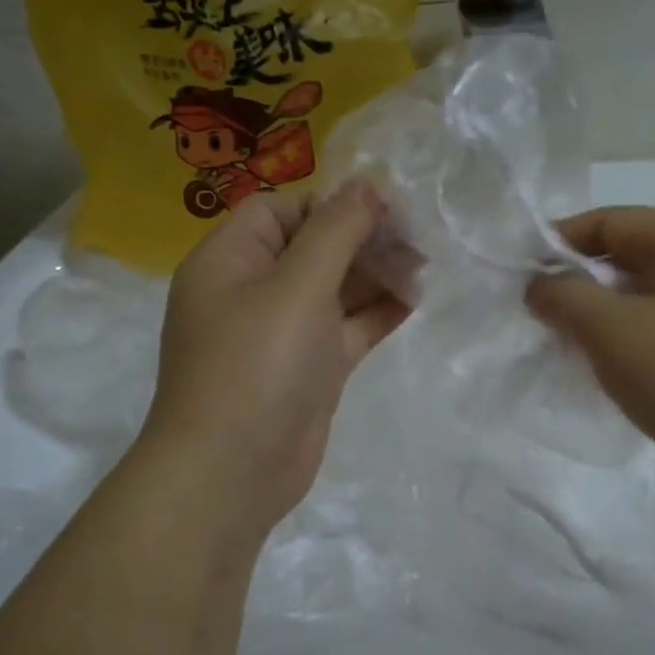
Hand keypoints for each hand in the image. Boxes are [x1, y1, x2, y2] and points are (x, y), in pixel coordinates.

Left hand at [141, 185, 408, 532]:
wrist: (233, 472)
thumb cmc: (257, 365)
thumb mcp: (297, 286)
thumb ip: (335, 231)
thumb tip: (366, 182)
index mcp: (230, 261)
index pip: (281, 210)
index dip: (331, 203)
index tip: (384, 207)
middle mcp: (252, 291)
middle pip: (312, 247)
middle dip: (362, 239)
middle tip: (416, 237)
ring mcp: (282, 333)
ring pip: (333, 289)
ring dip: (375, 275)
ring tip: (424, 264)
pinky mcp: (308, 369)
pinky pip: (345, 328)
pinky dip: (376, 313)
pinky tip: (414, 300)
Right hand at [526, 206, 654, 505]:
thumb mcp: (614, 331)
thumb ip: (566, 299)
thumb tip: (539, 285)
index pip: (610, 220)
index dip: (560, 239)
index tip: (522, 273)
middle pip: (628, 260)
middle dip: (579, 285)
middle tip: (541, 318)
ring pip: (646, 304)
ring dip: (604, 322)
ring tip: (570, 352)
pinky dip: (633, 351)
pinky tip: (615, 382)